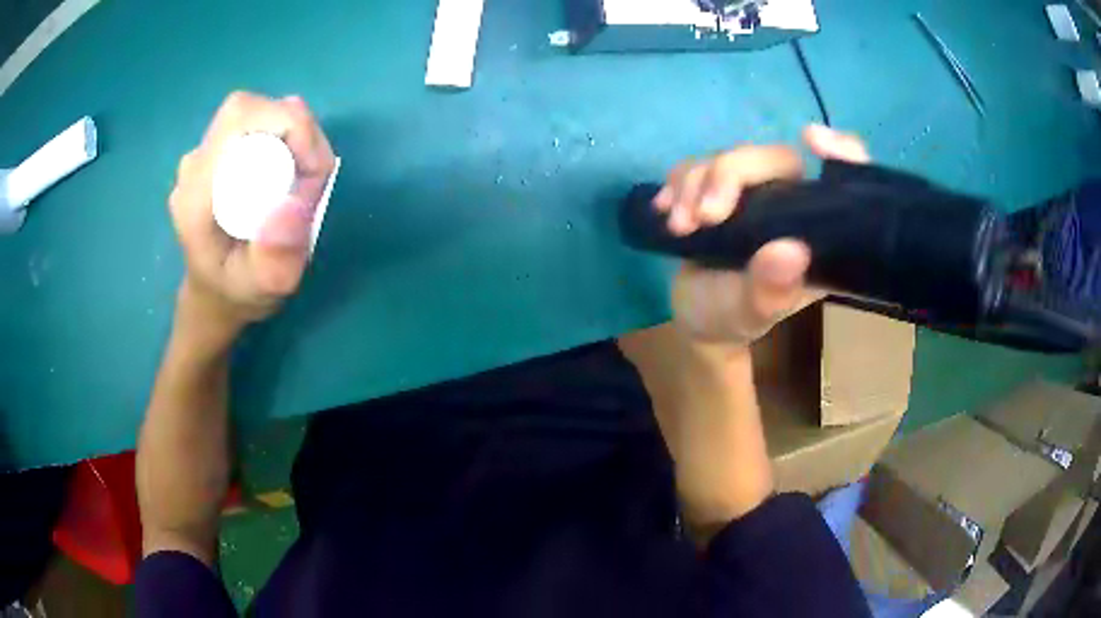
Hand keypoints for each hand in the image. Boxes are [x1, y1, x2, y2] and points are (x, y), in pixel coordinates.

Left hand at [169, 92, 335, 333]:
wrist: (214, 294)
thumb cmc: (238, 294)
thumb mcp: (263, 291)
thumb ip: (274, 259)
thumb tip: (291, 204)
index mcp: (196, 193)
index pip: (241, 120)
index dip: (289, 126)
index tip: (314, 170)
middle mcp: (194, 166)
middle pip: (250, 110)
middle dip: (295, 130)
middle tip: (312, 177)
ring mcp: (201, 157)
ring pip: (255, 113)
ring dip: (291, 136)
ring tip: (301, 183)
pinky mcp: (213, 153)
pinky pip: (254, 125)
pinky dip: (282, 138)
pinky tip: (286, 174)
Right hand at [654, 125, 870, 346]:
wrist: (694, 315)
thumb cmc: (731, 318)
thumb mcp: (750, 315)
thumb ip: (770, 291)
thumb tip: (791, 251)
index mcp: (815, 232)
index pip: (844, 178)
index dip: (840, 151)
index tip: (810, 139)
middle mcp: (791, 204)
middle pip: (772, 157)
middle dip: (728, 175)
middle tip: (701, 217)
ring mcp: (754, 193)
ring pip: (728, 156)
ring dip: (694, 183)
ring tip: (679, 226)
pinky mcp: (719, 189)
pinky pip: (698, 164)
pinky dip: (677, 182)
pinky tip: (665, 210)